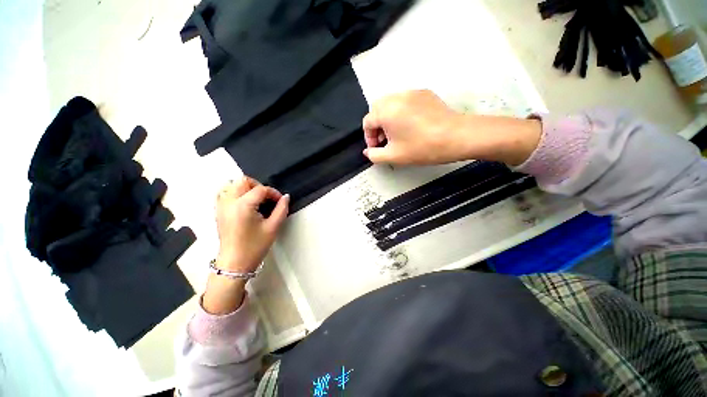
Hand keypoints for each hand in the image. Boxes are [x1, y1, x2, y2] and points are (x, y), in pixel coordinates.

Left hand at [203, 177, 288, 314]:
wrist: (235, 263)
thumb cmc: (255, 246)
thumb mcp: (273, 227)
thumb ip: (281, 209)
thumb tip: (286, 197)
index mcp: (243, 205)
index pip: (261, 189)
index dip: (273, 192)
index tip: (280, 201)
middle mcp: (229, 202)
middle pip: (242, 181)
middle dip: (258, 186)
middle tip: (267, 198)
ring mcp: (221, 206)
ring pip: (231, 185)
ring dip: (245, 188)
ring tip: (255, 200)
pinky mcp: (218, 212)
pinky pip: (224, 193)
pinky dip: (234, 193)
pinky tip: (243, 204)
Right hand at [362, 90, 541, 165]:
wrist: (457, 137)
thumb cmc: (422, 148)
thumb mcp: (394, 156)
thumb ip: (374, 155)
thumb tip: (368, 152)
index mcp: (386, 111)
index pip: (367, 122)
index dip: (369, 138)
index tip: (377, 149)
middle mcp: (396, 96)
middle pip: (377, 110)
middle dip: (377, 126)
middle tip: (386, 141)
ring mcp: (412, 92)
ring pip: (391, 104)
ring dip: (388, 119)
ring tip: (397, 134)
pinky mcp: (424, 93)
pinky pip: (405, 101)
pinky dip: (401, 112)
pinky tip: (411, 125)